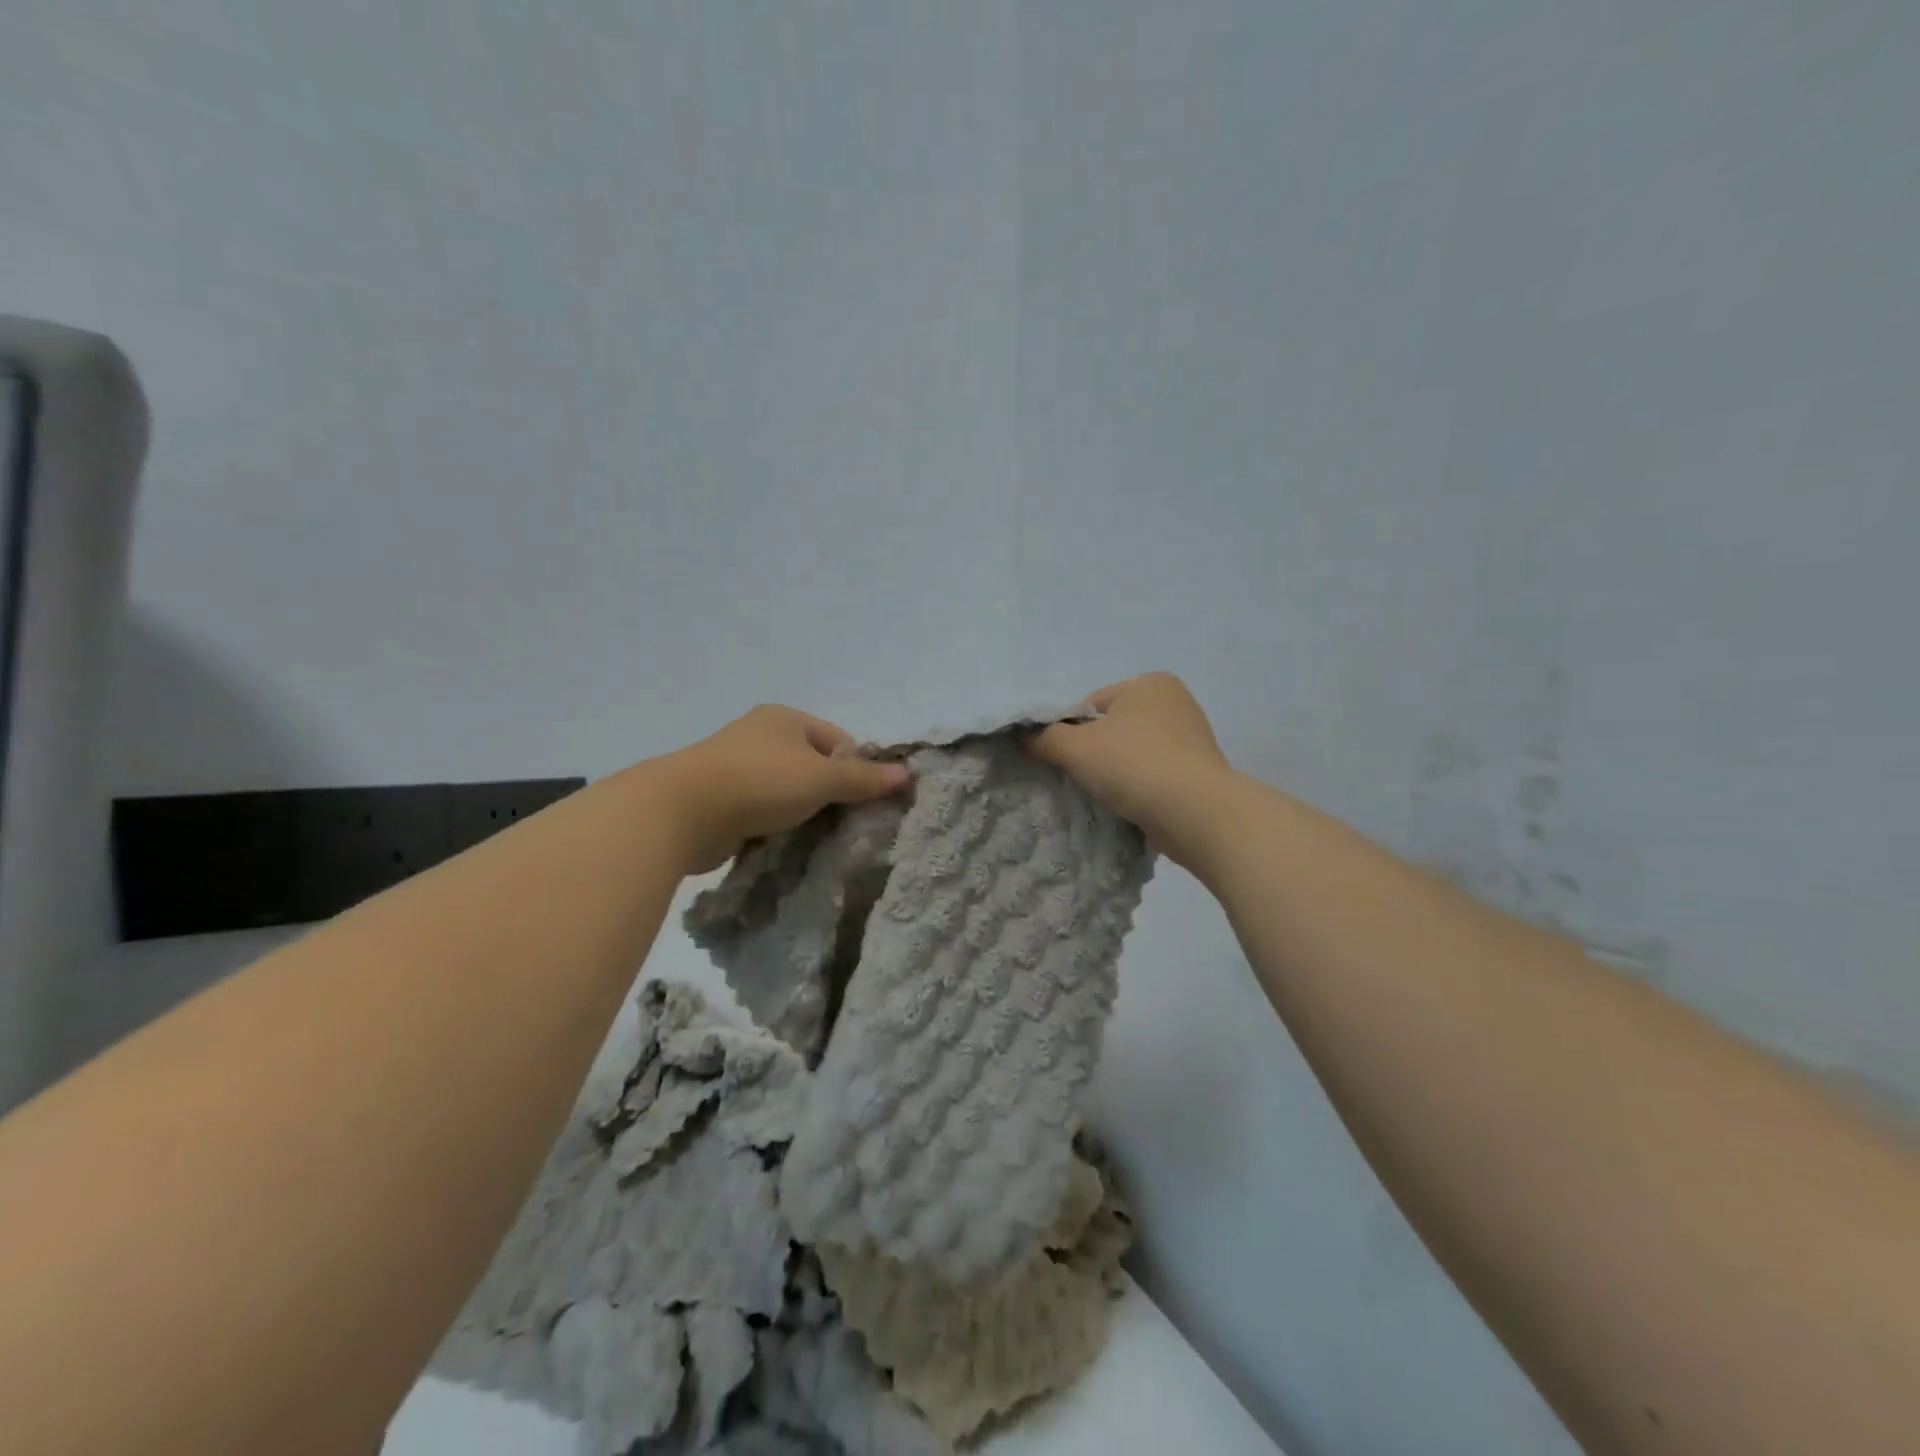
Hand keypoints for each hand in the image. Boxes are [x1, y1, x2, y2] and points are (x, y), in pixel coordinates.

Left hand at [660, 705, 910, 873]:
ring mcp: (738, 767)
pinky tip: (784, 845)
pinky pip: (763, 812)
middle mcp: (761, 736)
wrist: (681, 812)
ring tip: (815, 839)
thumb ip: (864, 779)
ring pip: (788, 792)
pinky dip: (775, 827)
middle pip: (813, 766)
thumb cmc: (759, 782)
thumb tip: (908, 775)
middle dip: (830, 795)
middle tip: (845, 825)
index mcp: (785, 719)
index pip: (838, 740)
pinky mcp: (722, 799)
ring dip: (802, 814)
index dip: (856, 768)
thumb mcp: (821, 778)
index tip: (863, 801)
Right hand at [1027, 672, 1232, 864]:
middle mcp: (1175, 701)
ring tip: (1112, 796)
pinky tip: (1134, 804)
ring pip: (1133, 753)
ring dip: (1118, 772)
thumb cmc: (1133, 766)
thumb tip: (1022, 736)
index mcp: (1149, 683)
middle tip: (1087, 780)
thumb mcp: (1075, 748)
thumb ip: (1043, 738)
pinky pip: (1154, 773)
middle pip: (1111, 728)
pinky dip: (1140, 786)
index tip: (1069, 761)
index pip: (1090, 706)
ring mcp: (1192, 736)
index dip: (1070, 734)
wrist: (1196, 813)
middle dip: (1095, 753)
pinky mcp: (1200, 770)